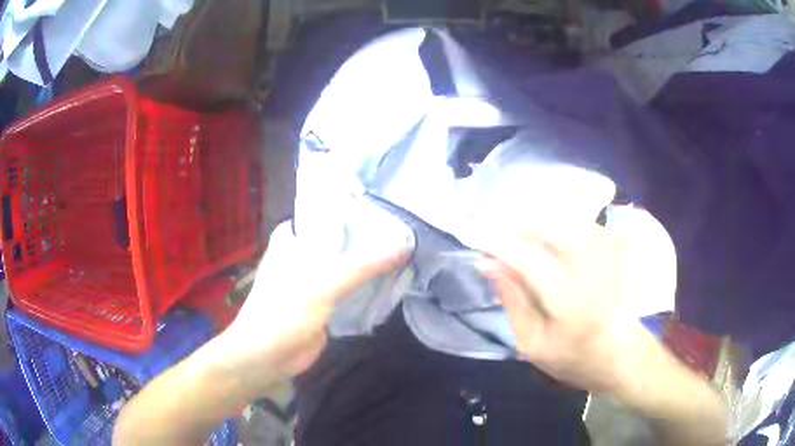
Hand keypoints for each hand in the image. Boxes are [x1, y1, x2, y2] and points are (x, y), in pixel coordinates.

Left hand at [215, 221, 409, 393]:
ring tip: (410, 247)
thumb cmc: (283, 312)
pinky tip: (395, 277)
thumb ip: (361, 264)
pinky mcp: (326, 301)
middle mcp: (304, 253)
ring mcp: (315, 278)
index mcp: (294, 237)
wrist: (268, 357)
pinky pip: (351, 287)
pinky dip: (369, 283)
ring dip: (372, 261)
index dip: (358, 208)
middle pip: (342, 238)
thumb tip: (404, 244)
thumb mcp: (322, 283)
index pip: (329, 212)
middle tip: (408, 227)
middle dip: (371, 236)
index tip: (391, 205)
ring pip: (348, 263)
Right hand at [480, 222, 649, 394]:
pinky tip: (550, 234)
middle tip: (500, 236)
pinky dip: (559, 221)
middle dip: (518, 224)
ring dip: (538, 220)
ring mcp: (605, 252)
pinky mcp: (613, 248)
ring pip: (565, 216)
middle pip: (549, 224)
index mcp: (568, 298)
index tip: (478, 240)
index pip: (526, 257)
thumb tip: (489, 266)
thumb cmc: (575, 359)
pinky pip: (581, 221)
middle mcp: (589, 266)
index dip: (498, 244)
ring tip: (521, 234)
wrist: (623, 355)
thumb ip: (513, 302)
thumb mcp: (533, 345)